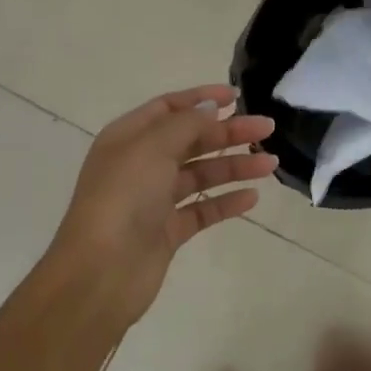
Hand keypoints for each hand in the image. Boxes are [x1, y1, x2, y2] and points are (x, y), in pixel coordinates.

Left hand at [50, 84, 276, 320]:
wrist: (101, 272)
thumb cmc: (123, 198)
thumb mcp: (152, 148)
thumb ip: (185, 124)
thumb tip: (209, 108)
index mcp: (128, 138)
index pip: (169, 108)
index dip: (202, 99)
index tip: (237, 97)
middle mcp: (141, 165)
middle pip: (191, 140)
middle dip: (228, 133)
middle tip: (267, 129)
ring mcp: (154, 200)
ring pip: (201, 174)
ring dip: (235, 166)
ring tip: (270, 165)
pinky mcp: (168, 231)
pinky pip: (203, 209)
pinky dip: (226, 202)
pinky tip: (252, 197)